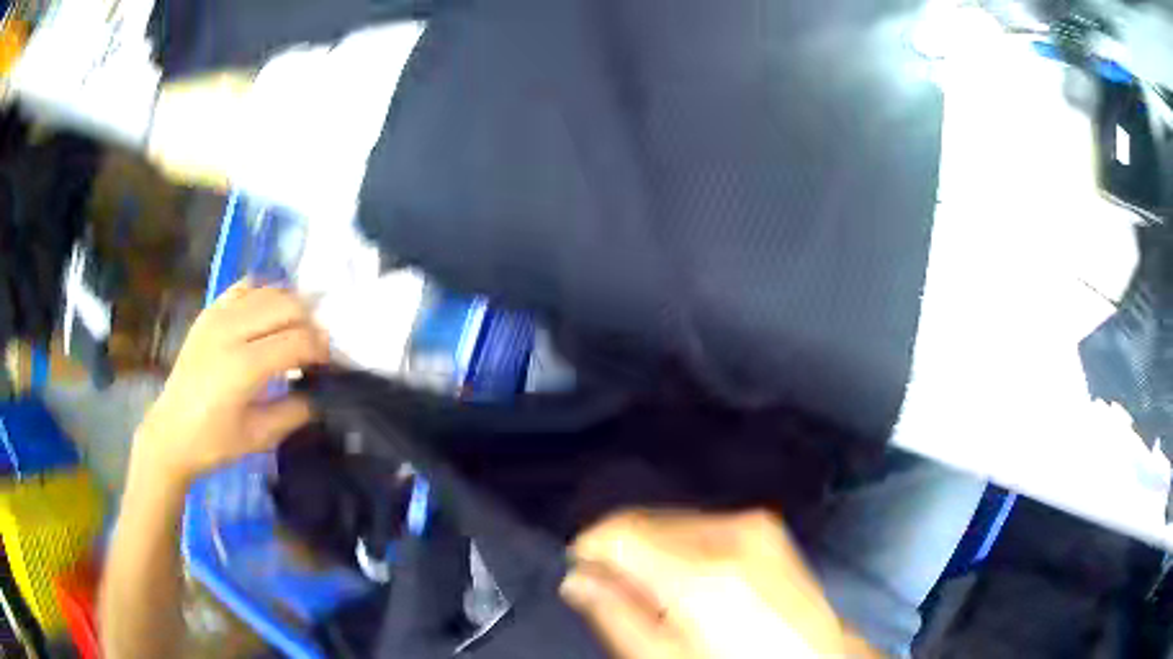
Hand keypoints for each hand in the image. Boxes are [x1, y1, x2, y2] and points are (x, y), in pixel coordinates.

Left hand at [132, 283, 328, 487]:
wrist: (171, 432)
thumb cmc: (214, 442)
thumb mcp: (260, 437)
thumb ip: (295, 412)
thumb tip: (321, 394)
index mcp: (243, 366)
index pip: (297, 340)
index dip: (322, 348)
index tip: (332, 364)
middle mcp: (231, 330)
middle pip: (287, 305)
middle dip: (311, 323)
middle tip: (317, 349)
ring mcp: (217, 316)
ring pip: (269, 291)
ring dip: (291, 306)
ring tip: (296, 331)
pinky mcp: (209, 312)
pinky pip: (245, 287)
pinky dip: (264, 294)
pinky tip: (269, 315)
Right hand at [562, 510, 878, 658]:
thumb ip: (618, 616)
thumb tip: (578, 578)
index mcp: (703, 573)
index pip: (619, 532)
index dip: (590, 551)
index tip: (583, 575)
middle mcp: (729, 534)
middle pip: (643, 520)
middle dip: (621, 552)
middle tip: (620, 594)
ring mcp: (753, 524)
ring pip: (670, 519)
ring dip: (650, 549)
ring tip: (658, 594)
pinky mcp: (764, 527)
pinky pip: (699, 524)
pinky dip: (678, 546)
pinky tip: (688, 581)